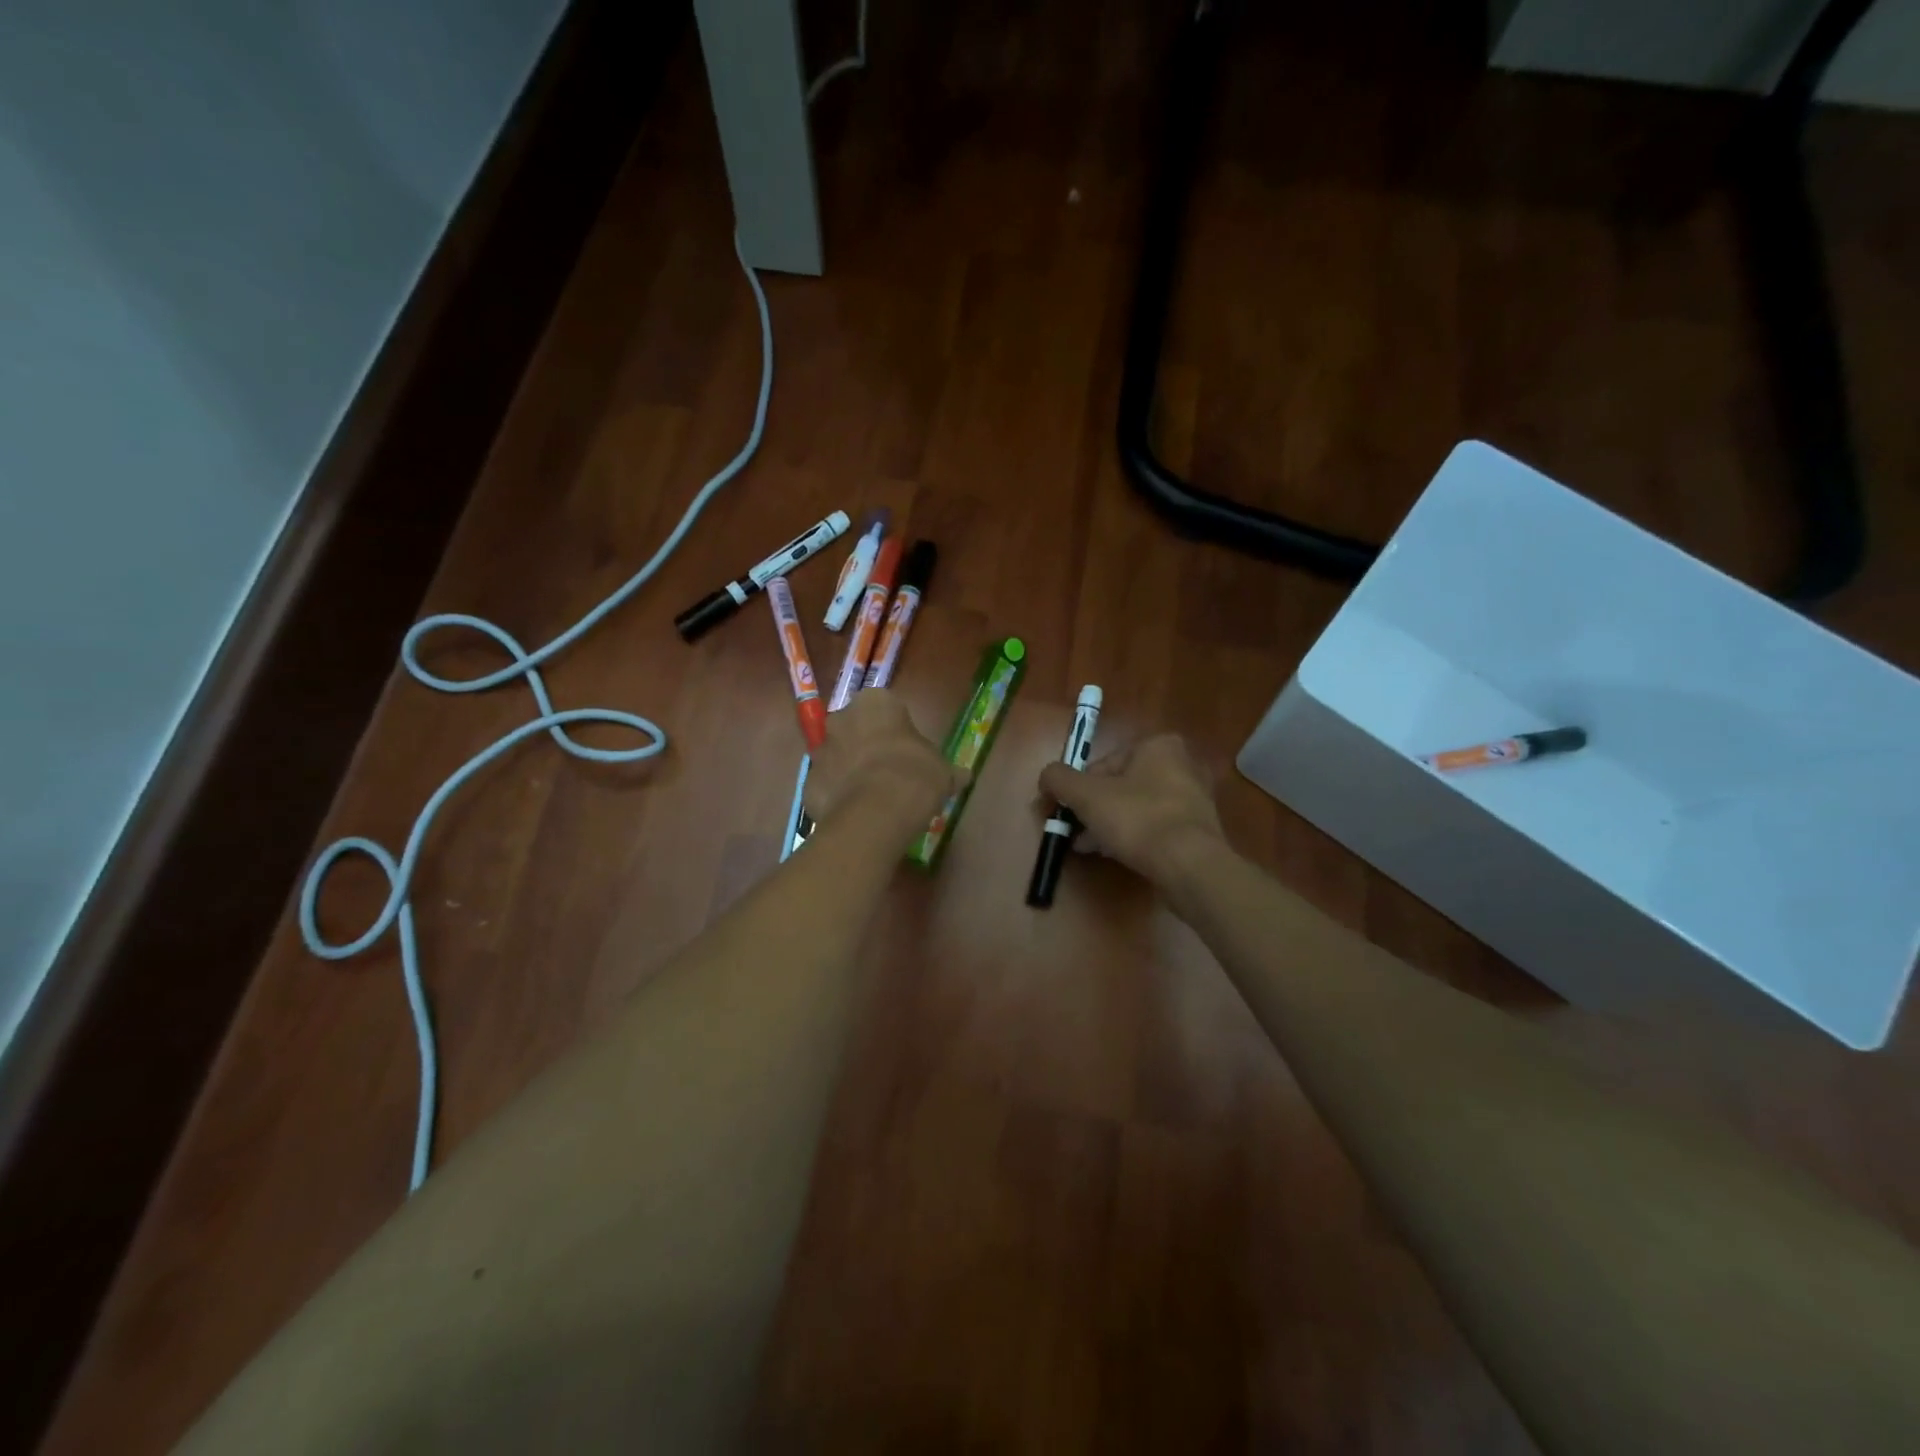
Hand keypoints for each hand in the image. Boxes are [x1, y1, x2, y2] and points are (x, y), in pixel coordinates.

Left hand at [805, 690, 961, 830]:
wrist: (876, 812)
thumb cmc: (915, 775)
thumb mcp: (943, 771)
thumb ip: (948, 770)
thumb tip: (963, 776)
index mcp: (876, 702)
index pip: (885, 707)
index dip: (896, 730)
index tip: (906, 751)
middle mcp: (841, 718)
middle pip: (854, 728)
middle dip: (866, 746)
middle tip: (888, 771)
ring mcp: (820, 750)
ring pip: (836, 756)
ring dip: (849, 770)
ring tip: (872, 797)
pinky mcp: (808, 783)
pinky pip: (826, 786)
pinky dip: (837, 797)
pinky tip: (856, 814)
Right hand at [1037, 734, 1225, 886]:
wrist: (1189, 865)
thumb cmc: (1137, 819)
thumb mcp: (1085, 795)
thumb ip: (1059, 779)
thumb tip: (1046, 777)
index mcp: (1158, 746)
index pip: (1103, 764)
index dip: (1077, 789)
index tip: (1065, 811)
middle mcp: (1181, 765)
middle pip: (1120, 786)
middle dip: (1093, 809)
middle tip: (1074, 831)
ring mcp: (1193, 799)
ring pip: (1136, 808)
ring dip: (1109, 824)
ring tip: (1087, 847)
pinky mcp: (1197, 829)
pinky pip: (1154, 827)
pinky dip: (1133, 837)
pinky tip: (1114, 854)